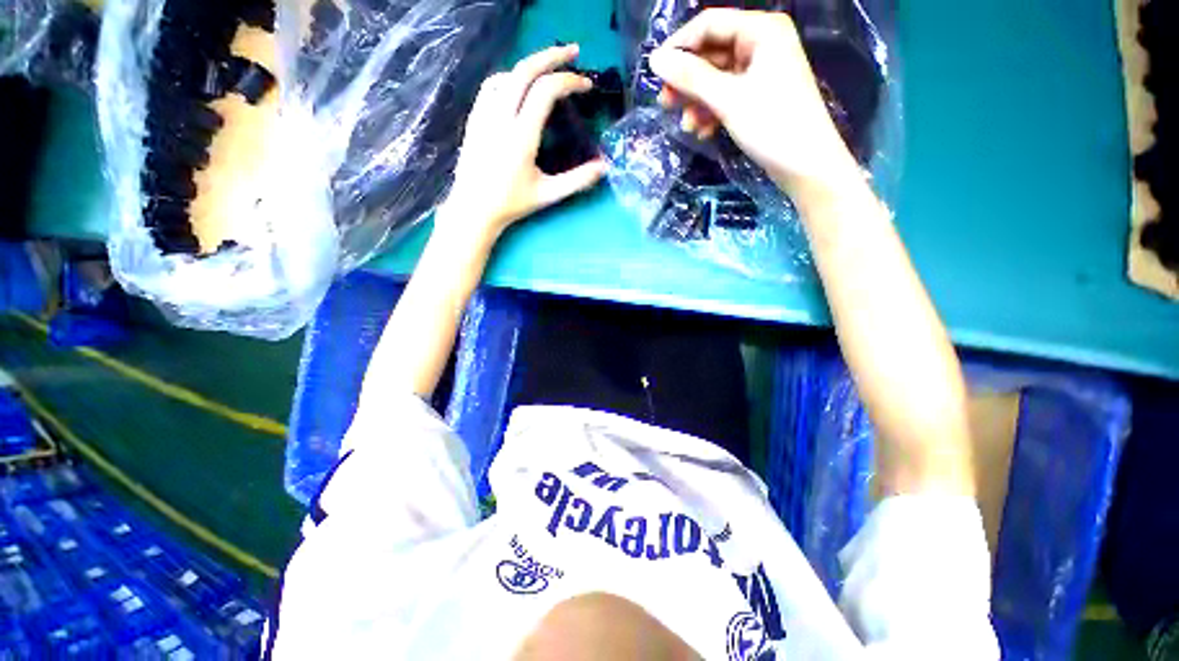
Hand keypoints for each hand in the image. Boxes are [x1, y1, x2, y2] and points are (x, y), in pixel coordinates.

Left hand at [438, 44, 606, 241]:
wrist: (474, 209)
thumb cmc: (512, 204)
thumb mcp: (548, 194)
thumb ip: (577, 180)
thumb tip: (604, 167)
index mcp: (521, 135)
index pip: (546, 91)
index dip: (570, 81)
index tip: (586, 86)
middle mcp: (501, 117)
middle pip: (525, 70)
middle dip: (552, 56)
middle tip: (574, 52)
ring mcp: (483, 114)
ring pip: (507, 74)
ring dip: (530, 67)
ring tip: (548, 72)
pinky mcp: (474, 118)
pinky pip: (491, 86)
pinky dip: (510, 78)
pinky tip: (518, 87)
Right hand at [649, 9, 861, 200]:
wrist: (806, 165)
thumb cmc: (771, 125)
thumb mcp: (727, 99)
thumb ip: (691, 77)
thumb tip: (655, 60)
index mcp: (761, 30)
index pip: (709, 24)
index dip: (679, 46)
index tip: (654, 73)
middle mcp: (761, 43)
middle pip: (712, 53)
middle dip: (688, 80)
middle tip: (665, 104)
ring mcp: (761, 71)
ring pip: (717, 78)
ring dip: (698, 101)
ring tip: (686, 126)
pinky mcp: (759, 96)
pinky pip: (727, 96)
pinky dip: (712, 112)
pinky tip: (703, 132)